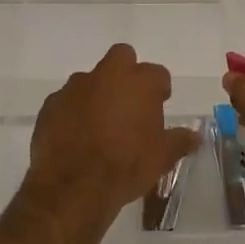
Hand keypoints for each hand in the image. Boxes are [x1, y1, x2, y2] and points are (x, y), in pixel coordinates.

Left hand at [22, 44, 198, 230]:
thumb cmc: (125, 167)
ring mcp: (75, 87)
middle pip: (122, 57)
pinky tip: (75, 135)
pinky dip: (73, 111)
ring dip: (97, 93)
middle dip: (127, 73)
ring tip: (100, 124)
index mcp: (140, 82)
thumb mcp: (161, 158)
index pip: (158, 73)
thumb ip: (179, 141)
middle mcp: (107, 75)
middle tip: (129, 102)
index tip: (159, 105)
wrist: (73, 187)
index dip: (159, 89)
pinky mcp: (51, 104)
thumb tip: (193, 135)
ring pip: (91, 79)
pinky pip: (67, 100)